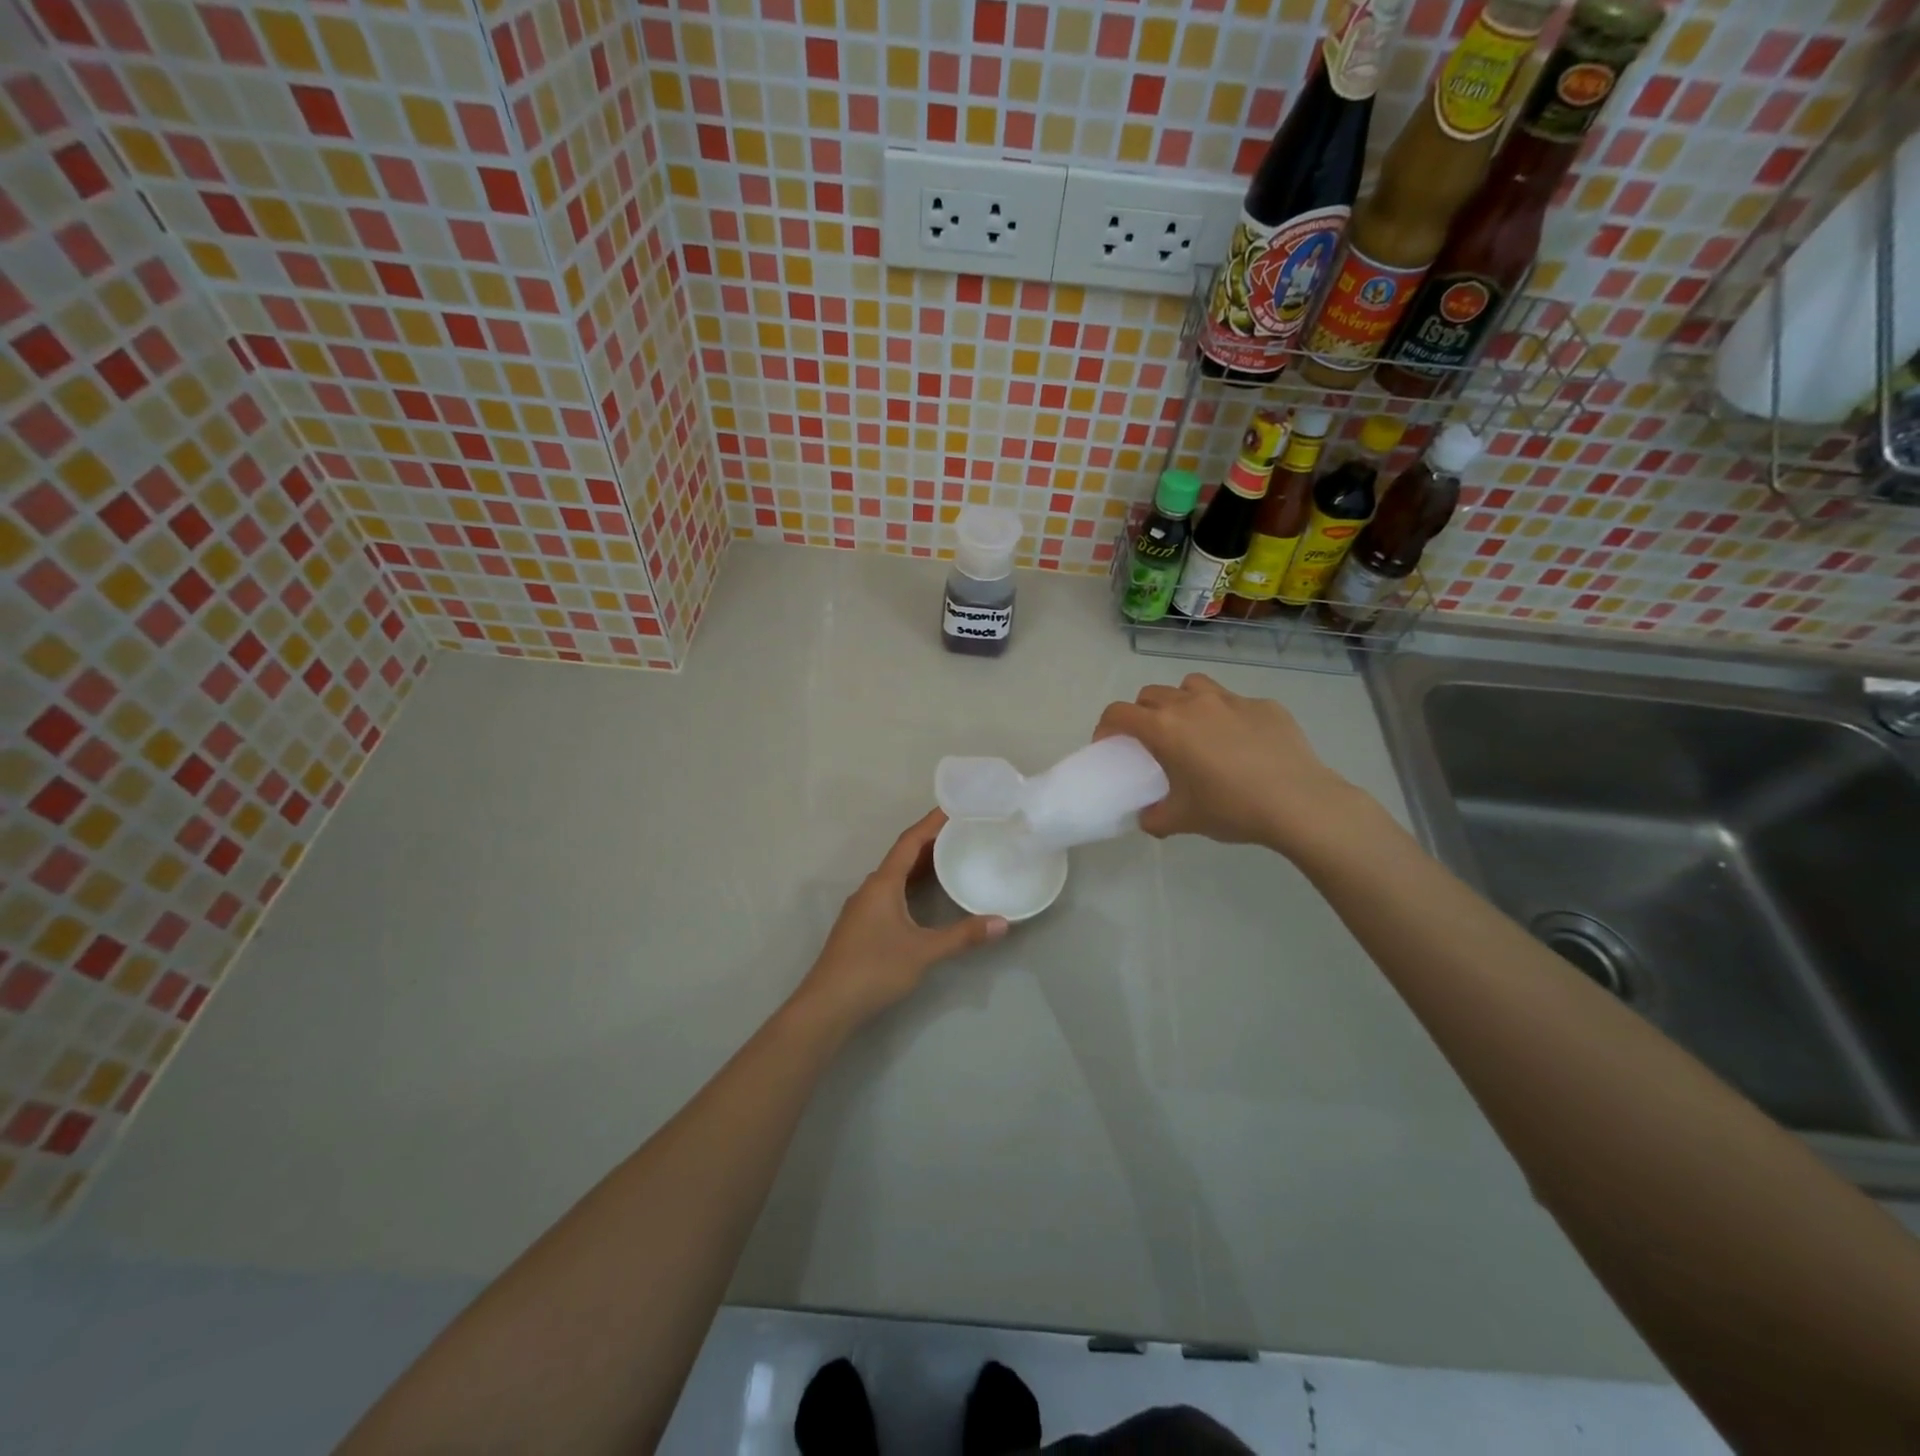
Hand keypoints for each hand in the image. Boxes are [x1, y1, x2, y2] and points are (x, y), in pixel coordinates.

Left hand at [793, 809, 1006, 1031]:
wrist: (828, 1005)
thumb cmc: (874, 968)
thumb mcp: (923, 952)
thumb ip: (962, 936)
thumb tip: (1002, 923)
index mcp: (883, 883)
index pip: (909, 842)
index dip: (931, 823)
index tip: (954, 807)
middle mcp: (871, 888)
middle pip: (903, 855)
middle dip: (931, 841)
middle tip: (962, 831)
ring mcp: (863, 907)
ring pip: (896, 876)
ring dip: (921, 864)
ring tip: (951, 857)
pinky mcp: (862, 926)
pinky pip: (891, 892)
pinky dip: (912, 885)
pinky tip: (927, 896)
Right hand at [1094, 673, 1364, 854]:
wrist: (1299, 803)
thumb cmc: (1231, 809)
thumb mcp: (1182, 820)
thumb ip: (1154, 817)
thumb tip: (1148, 816)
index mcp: (1165, 729)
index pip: (1119, 713)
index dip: (1106, 727)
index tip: (1109, 745)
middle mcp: (1192, 704)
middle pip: (1151, 694)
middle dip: (1142, 713)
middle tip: (1152, 742)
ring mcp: (1230, 700)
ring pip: (1191, 686)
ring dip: (1181, 702)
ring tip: (1193, 729)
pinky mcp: (1264, 705)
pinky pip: (1233, 702)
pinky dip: (1225, 716)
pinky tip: (1241, 744)